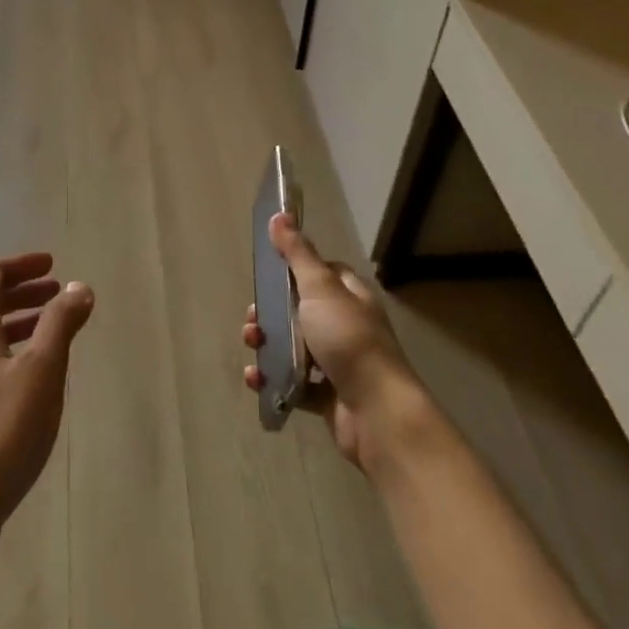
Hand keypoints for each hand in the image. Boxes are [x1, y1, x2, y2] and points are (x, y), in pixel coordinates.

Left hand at [0, 253, 94, 558]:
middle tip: (58, 295)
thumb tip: (79, 286)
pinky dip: (10, 356)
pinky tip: (31, 384)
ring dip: (19, 325)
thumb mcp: (42, 372)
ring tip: (52, 335)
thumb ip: (60, 324)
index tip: (54, 265)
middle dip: (25, 294)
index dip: (24, 264)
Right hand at [242, 214, 430, 475]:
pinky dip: (273, 379)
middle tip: (252, 319)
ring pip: (293, 346)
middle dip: (269, 314)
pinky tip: (257, 379)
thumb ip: (297, 253)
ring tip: (252, 347)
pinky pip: (292, 382)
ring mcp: (337, 362)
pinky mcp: (327, 396)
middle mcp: (346, 325)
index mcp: (350, 296)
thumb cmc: (348, 340)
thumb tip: (279, 214)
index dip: (292, 271)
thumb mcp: (320, 288)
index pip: (320, 273)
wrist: (377, 414)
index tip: (267, 275)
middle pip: (299, 310)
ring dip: (266, 345)